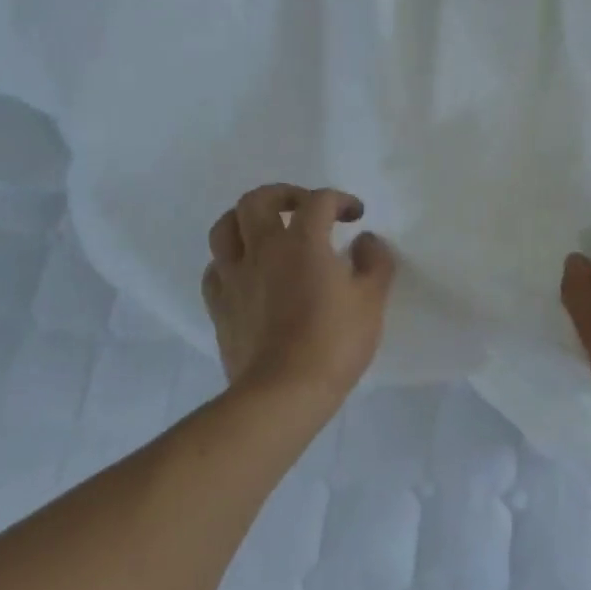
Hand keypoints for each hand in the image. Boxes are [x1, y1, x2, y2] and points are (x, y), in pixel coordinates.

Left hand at [202, 184, 395, 409]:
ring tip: (266, 231)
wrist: (283, 394)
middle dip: (284, 195)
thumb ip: (375, 262)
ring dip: (246, 220)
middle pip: (258, 199)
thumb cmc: (333, 343)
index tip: (355, 216)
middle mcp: (263, 249)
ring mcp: (235, 277)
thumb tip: (366, 241)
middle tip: (304, 208)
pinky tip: (246, 272)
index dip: (340, 200)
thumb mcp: (372, 300)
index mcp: (303, 241)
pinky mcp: (219, 306)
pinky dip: (229, 261)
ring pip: (224, 228)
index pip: (319, 200)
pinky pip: (215, 269)